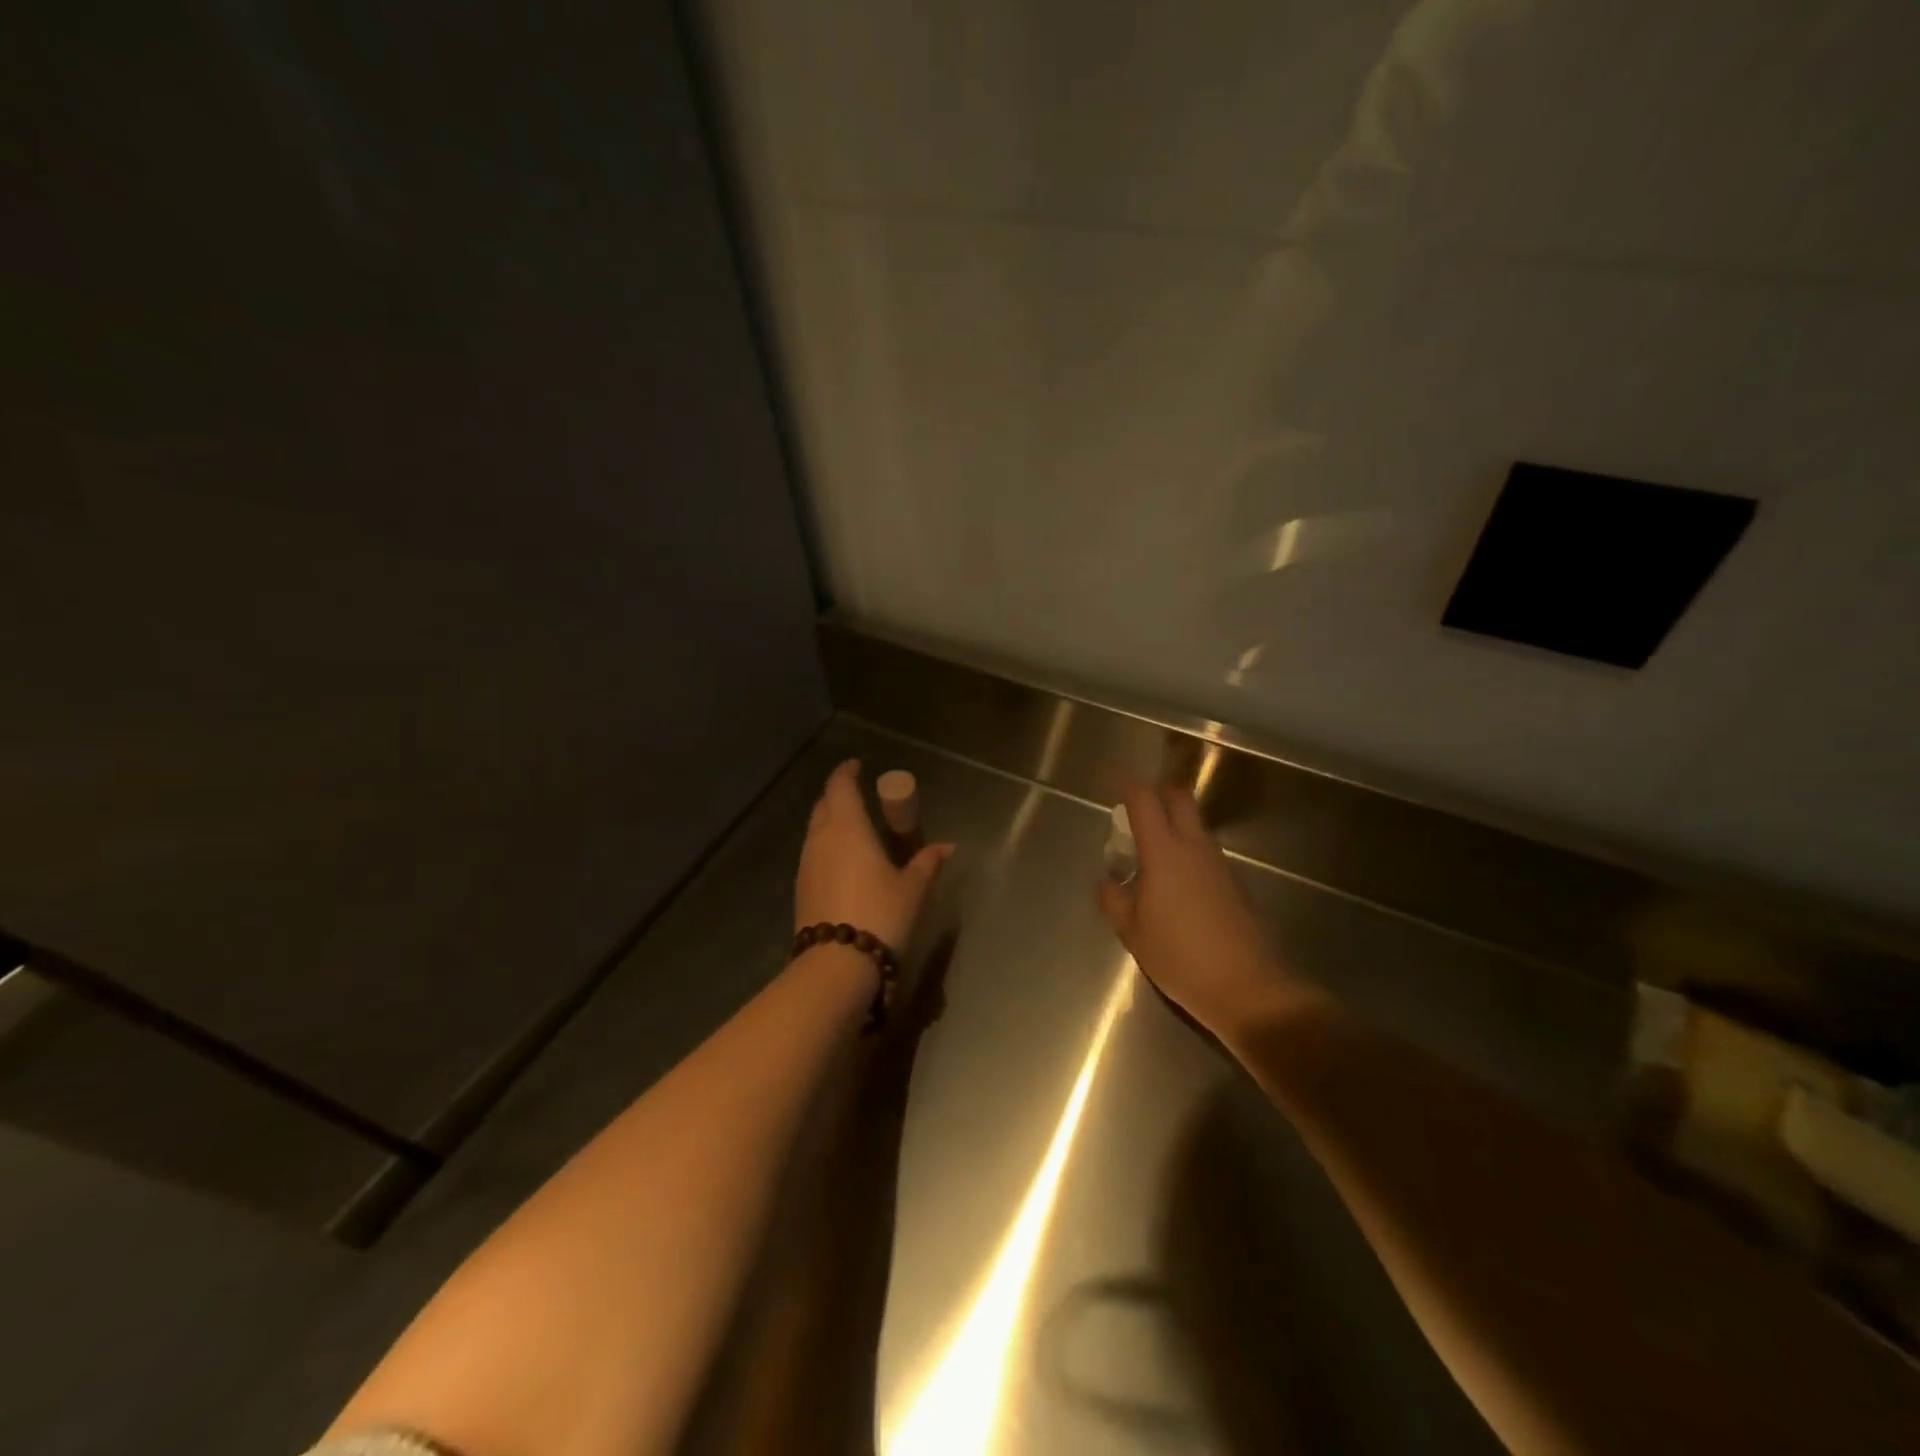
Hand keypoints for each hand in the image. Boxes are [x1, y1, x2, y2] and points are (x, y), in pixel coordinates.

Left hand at [795, 759, 952, 952]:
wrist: (837, 963)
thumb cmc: (880, 914)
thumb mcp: (912, 888)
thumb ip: (927, 863)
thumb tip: (948, 847)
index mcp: (847, 827)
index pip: (840, 787)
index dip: (846, 773)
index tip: (856, 766)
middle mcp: (821, 838)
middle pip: (823, 805)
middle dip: (838, 795)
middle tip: (856, 794)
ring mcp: (806, 864)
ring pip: (815, 830)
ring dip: (830, 821)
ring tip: (852, 827)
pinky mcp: (801, 888)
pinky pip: (813, 853)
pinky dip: (826, 846)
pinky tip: (842, 860)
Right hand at [1096, 785, 1302, 1042]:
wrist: (1248, 988)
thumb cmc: (1181, 958)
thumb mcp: (1133, 933)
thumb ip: (1114, 901)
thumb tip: (1107, 882)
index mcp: (1164, 852)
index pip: (1145, 800)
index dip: (1126, 784)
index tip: (1111, 780)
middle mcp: (1195, 848)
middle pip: (1179, 799)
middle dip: (1156, 793)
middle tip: (1134, 807)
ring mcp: (1220, 864)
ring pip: (1195, 826)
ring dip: (1173, 825)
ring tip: (1150, 852)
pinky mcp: (1235, 883)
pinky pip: (1206, 853)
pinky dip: (1187, 852)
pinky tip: (1176, 885)